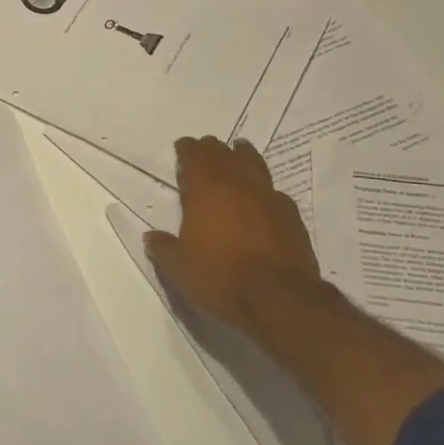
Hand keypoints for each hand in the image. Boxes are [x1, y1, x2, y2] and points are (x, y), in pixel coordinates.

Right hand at [144, 136, 331, 352]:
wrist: (279, 298)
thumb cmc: (221, 276)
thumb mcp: (179, 268)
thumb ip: (164, 248)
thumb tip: (151, 237)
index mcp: (207, 189)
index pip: (195, 156)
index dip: (187, 149)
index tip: (182, 146)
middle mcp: (239, 184)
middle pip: (224, 155)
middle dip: (212, 149)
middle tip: (206, 147)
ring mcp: (269, 197)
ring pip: (254, 164)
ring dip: (244, 155)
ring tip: (239, 149)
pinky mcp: (292, 216)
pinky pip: (274, 191)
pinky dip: (265, 188)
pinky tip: (264, 195)